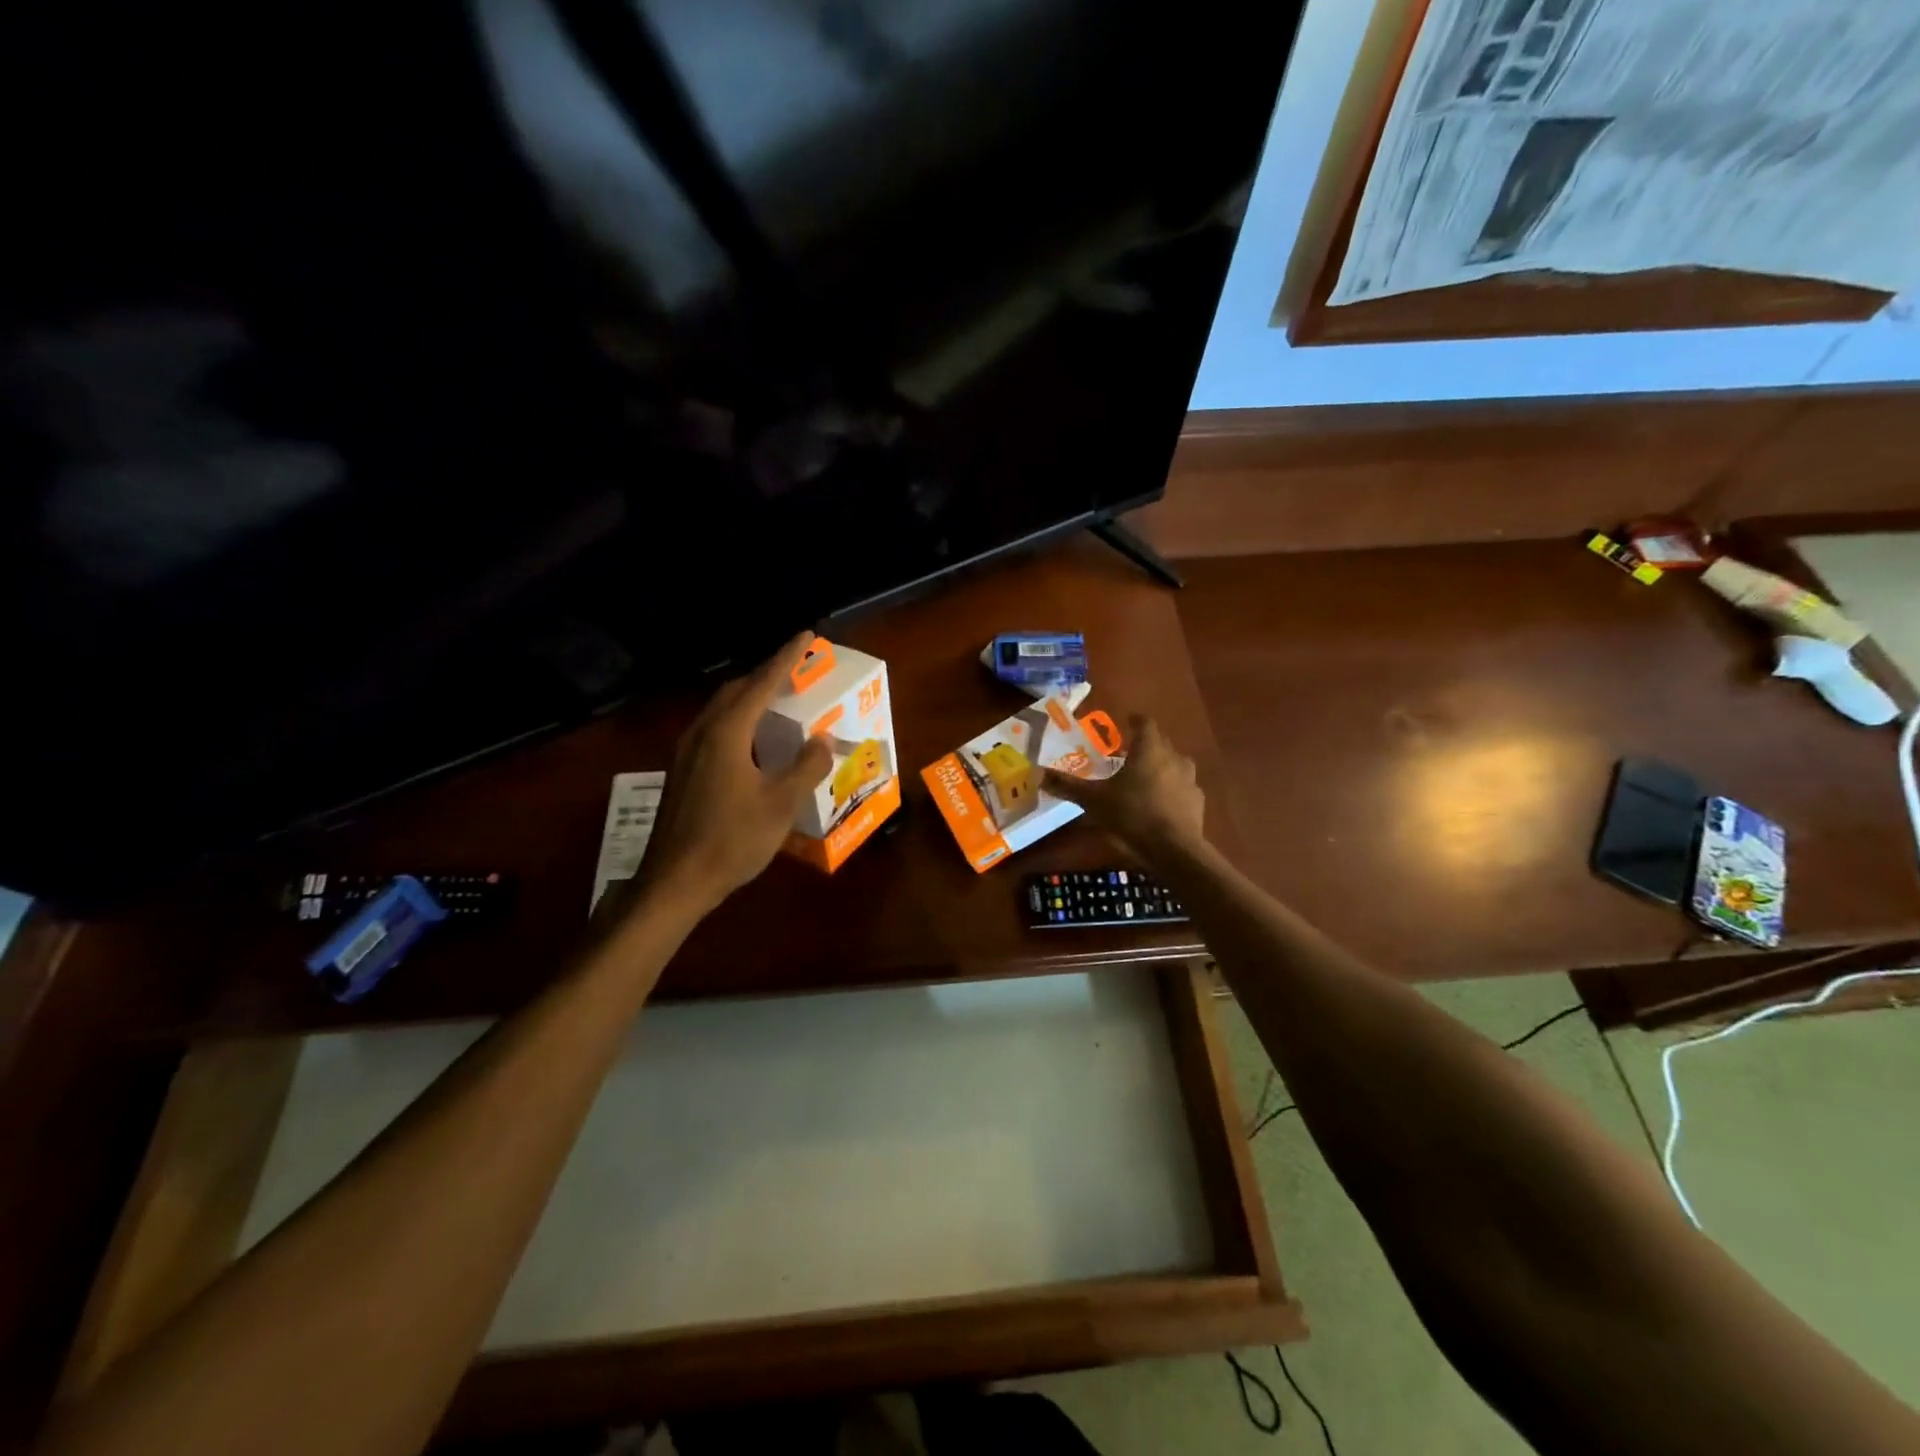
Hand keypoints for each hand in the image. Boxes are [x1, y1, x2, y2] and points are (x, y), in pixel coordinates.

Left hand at [626, 632, 832, 913]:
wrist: (676, 881)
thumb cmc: (732, 840)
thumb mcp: (781, 804)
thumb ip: (806, 766)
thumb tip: (822, 739)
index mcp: (727, 733)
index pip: (761, 683)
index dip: (786, 658)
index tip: (806, 635)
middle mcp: (703, 733)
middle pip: (737, 690)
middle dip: (766, 675)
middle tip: (796, 671)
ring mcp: (687, 752)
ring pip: (722, 710)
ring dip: (751, 699)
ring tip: (779, 701)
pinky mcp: (683, 771)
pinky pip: (715, 730)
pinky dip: (740, 721)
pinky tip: (754, 743)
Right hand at [1042, 714, 1205, 863]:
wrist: (1174, 849)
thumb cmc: (1131, 815)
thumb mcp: (1093, 801)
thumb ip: (1068, 786)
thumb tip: (1039, 774)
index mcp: (1149, 750)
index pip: (1145, 723)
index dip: (1136, 720)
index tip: (1127, 720)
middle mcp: (1173, 758)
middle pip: (1161, 742)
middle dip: (1146, 744)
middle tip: (1128, 753)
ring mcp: (1189, 780)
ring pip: (1175, 764)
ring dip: (1162, 766)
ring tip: (1145, 778)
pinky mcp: (1197, 801)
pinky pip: (1183, 787)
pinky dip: (1173, 789)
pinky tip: (1161, 803)